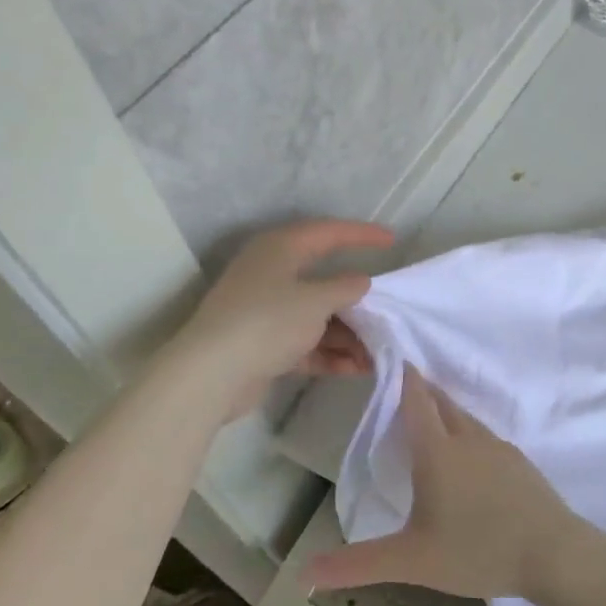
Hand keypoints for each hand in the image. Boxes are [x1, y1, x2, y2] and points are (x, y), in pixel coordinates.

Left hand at [175, 220, 394, 419]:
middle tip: (387, 313)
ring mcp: (267, 311)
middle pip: (324, 282)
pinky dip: (330, 354)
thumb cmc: (267, 322)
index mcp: (281, 249)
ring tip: (377, 354)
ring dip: (348, 335)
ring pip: (317, 317)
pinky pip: (306, 343)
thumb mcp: (316, 301)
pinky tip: (356, 369)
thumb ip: (345, 288)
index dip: (361, 235)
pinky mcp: (264, 344)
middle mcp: (272, 274)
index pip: (328, 233)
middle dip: (358, 303)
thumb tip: (361, 281)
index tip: (392, 241)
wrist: (214, 373)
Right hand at [303, 368, 599, 601]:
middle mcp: (468, 440)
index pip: (416, 402)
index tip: (393, 358)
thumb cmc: (478, 551)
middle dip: (422, 392)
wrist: (555, 554)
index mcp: (438, 452)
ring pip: (466, 419)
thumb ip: (357, 564)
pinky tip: (469, 458)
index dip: (403, 378)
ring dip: (446, 412)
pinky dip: (468, 434)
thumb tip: (303, 574)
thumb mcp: (412, 561)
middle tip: (404, 386)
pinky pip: (486, 438)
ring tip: (431, 419)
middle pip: (442, 403)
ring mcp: (499, 449)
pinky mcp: (521, 464)